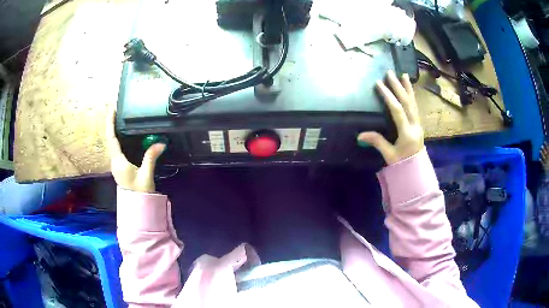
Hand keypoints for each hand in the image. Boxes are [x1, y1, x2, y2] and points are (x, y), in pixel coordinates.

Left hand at [106, 109, 164, 192]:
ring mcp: (116, 164)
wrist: (137, 207)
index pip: (112, 139)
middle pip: (110, 139)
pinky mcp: (119, 166)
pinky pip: (116, 148)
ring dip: (113, 130)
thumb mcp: (146, 175)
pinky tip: (122, 134)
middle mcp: (114, 161)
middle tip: (116, 110)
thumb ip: (151, 158)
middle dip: (111, 124)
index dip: (111, 124)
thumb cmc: (140, 193)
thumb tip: (161, 143)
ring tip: (118, 118)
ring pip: (112, 144)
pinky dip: (117, 138)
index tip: (112, 110)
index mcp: (118, 162)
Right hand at [358, 70, 423, 164]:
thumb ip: (377, 142)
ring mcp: (418, 124)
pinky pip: (415, 107)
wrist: (417, 170)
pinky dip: (412, 96)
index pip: (397, 111)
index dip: (388, 96)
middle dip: (398, 87)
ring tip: (404, 75)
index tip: (379, 84)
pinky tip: (410, 89)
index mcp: (407, 133)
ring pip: (414, 103)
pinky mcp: (419, 124)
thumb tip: (360, 135)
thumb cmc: (402, 164)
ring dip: (408, 88)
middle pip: (407, 103)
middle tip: (390, 73)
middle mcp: (414, 126)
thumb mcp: (389, 155)